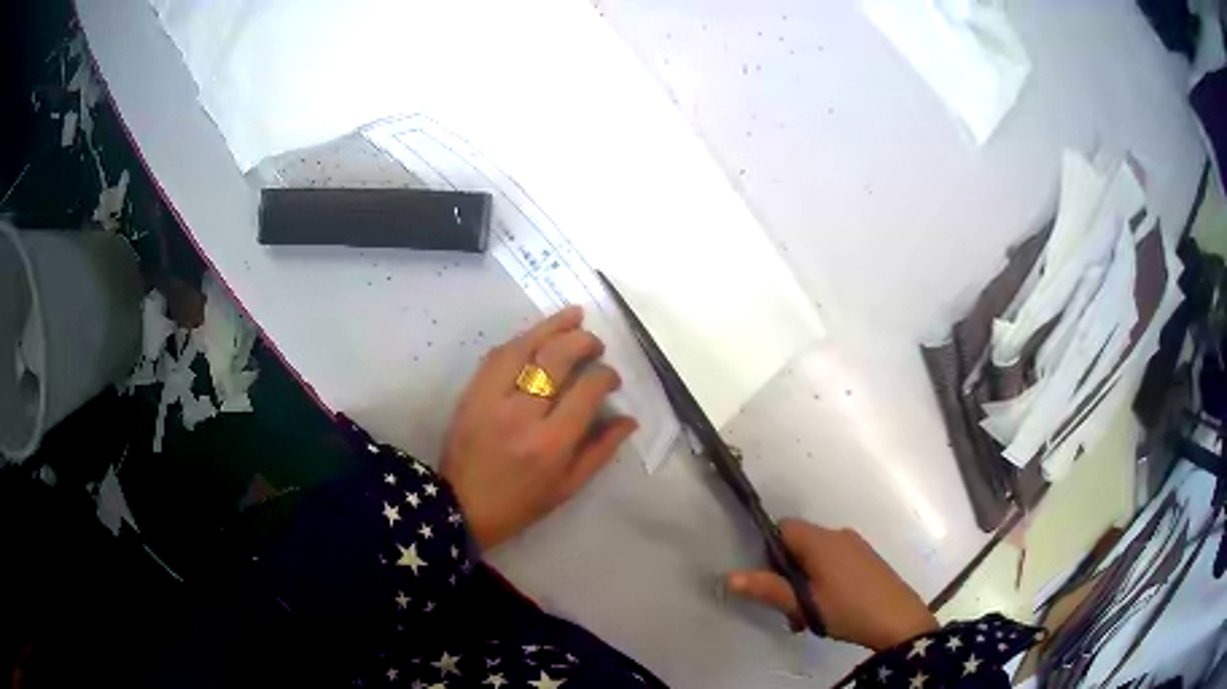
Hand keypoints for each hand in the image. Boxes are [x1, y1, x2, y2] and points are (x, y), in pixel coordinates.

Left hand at [441, 307, 637, 549]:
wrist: (460, 507)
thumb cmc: (520, 503)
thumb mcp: (568, 487)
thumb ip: (600, 450)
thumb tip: (629, 419)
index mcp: (551, 443)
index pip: (587, 390)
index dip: (605, 375)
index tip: (610, 378)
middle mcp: (522, 414)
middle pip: (556, 358)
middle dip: (582, 341)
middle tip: (595, 344)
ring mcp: (491, 399)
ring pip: (524, 346)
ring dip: (552, 326)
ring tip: (574, 316)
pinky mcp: (470, 393)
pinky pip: (497, 355)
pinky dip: (521, 340)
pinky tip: (537, 335)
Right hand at [726, 519, 936, 650]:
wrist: (897, 620)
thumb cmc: (846, 608)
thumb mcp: (803, 603)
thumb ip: (767, 589)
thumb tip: (730, 576)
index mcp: (820, 539)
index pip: (783, 528)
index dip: (770, 552)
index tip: (772, 581)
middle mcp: (838, 535)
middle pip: (800, 544)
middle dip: (788, 573)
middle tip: (789, 606)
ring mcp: (857, 546)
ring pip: (818, 556)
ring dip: (807, 581)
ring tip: (809, 614)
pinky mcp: (868, 559)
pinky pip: (836, 562)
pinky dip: (826, 580)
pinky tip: (831, 608)